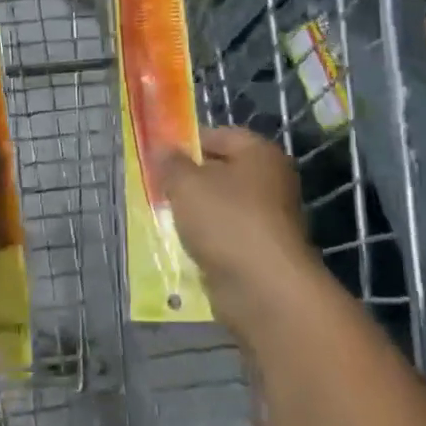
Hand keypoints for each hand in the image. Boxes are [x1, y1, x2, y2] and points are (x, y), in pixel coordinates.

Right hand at [159, 127, 321, 340]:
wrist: (263, 290)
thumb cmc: (226, 221)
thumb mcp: (186, 184)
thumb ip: (171, 163)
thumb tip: (163, 149)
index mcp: (259, 153)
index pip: (218, 135)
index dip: (187, 142)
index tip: (158, 157)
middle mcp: (270, 181)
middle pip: (220, 171)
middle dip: (187, 180)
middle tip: (156, 187)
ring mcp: (268, 219)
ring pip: (220, 206)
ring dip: (194, 213)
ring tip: (165, 217)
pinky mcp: (260, 252)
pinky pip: (225, 236)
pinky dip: (206, 240)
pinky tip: (184, 246)